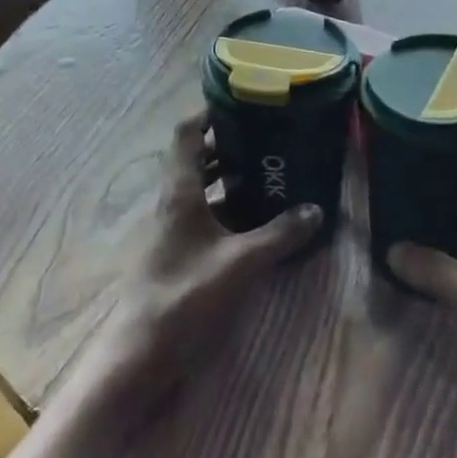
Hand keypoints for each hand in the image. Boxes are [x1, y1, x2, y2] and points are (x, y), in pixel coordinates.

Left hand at [75, 113, 321, 418]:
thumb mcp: (240, 262)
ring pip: (201, 187)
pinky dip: (228, 208)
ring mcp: (173, 227)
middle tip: (268, 137)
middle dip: (230, 144)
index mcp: (179, 191)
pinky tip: (257, 218)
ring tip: (269, 171)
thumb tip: (316, 210)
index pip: (187, 133)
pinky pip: (205, 214)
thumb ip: (279, 235)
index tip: (244, 104)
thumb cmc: (184, 295)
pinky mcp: (178, 251)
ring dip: (230, 176)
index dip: (210, 113)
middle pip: (197, 158)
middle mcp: (173, 201)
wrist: (140, 353)